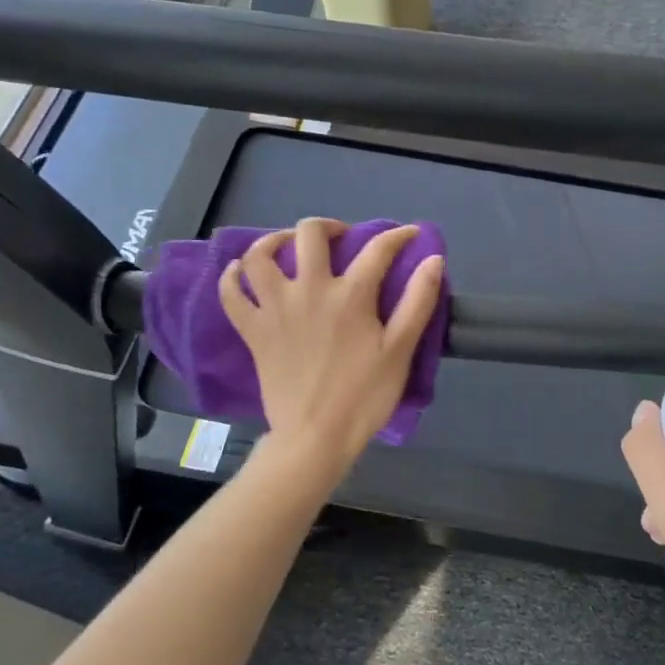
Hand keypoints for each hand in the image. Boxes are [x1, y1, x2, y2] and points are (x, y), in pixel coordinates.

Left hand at [219, 218, 444, 463]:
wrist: (315, 437)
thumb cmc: (364, 397)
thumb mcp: (400, 351)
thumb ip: (418, 301)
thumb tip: (433, 259)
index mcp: (351, 295)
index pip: (378, 249)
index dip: (397, 236)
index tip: (408, 234)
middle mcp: (309, 290)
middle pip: (310, 234)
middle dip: (329, 227)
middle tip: (341, 239)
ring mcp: (275, 309)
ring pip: (260, 256)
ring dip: (274, 240)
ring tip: (288, 246)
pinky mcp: (253, 331)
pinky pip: (231, 295)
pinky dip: (232, 277)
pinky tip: (240, 271)